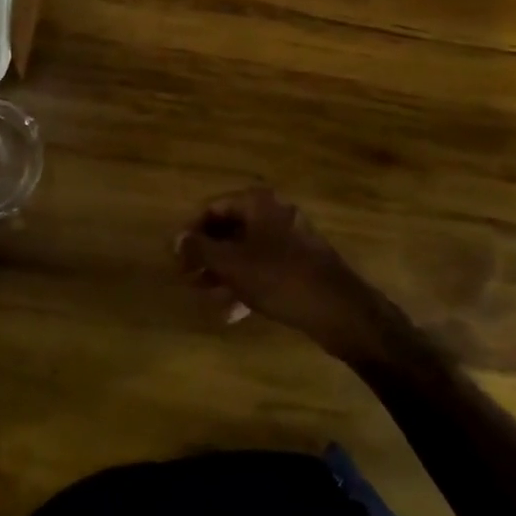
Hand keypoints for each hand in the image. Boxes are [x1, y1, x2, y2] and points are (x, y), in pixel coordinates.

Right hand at [175, 188, 390, 358]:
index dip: (192, 231)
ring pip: (247, 251)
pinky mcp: (302, 264)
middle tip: (189, 279)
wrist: (340, 309)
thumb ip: (201, 249)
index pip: (214, 207)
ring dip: (225, 273)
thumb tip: (175, 239)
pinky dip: (247, 283)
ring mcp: (291, 238)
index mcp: (258, 203)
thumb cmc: (280, 278)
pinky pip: (265, 267)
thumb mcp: (233, 264)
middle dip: (208, 255)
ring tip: (207, 298)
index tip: (178, 257)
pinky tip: (233, 312)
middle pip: (231, 228)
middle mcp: (274, 213)